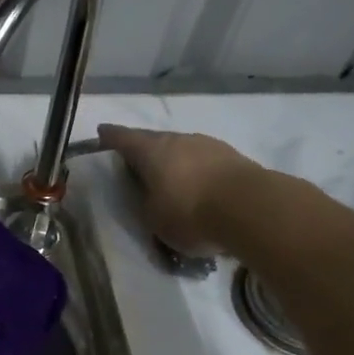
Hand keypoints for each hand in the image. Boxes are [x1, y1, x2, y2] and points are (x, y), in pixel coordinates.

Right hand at [96, 124, 260, 255]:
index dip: (109, 138)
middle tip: (138, 167)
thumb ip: (146, 203)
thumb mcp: (153, 219)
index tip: (101, 135)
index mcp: (150, 150)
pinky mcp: (234, 157)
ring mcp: (208, 145)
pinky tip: (202, 190)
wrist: (252, 209)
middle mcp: (178, 139)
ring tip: (174, 183)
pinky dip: (199, 173)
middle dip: (145, 152)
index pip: (122, 137)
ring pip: (183, 150)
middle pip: (154, 141)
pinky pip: (206, 162)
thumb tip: (149, 196)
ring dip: (175, 163)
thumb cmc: (190, 212)